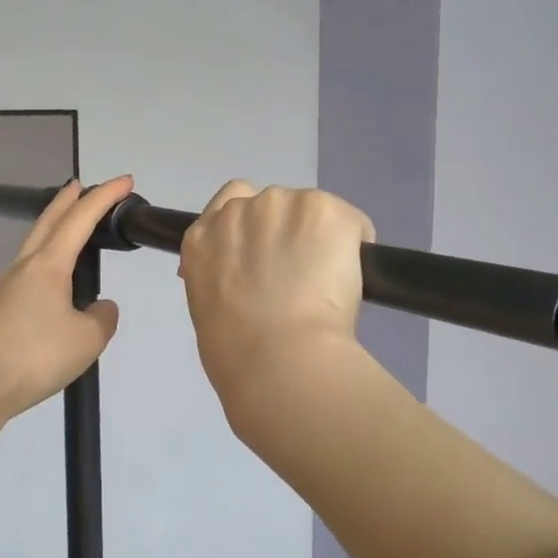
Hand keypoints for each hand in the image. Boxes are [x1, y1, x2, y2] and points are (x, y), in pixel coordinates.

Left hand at [0, 176, 132, 419]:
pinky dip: (46, 261)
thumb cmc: (35, 356)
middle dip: (68, 200)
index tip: (125, 181)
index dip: (105, 197)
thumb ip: (102, 317)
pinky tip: (55, 283)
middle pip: (48, 221)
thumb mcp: (88, 339)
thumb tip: (98, 308)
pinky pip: (28, 272)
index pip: (81, 219)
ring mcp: (6, 288)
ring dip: (53, 229)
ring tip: (70, 228)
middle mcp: (24, 267)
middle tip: (83, 186)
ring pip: (34, 245)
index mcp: (48, 265)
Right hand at [178, 182, 374, 403]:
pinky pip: (350, 222)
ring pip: (311, 211)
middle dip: (288, 232)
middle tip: (300, 276)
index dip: (255, 224)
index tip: (268, 249)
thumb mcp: (207, 310)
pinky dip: (355, 243)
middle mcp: (239, 211)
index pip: (231, 200)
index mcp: (202, 238)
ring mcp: (282, 206)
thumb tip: (246, 283)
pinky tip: (353, 278)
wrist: (278, 358)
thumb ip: (224, 280)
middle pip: (274, 205)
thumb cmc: (236, 355)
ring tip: (327, 282)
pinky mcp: (324, 211)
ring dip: (319, 236)